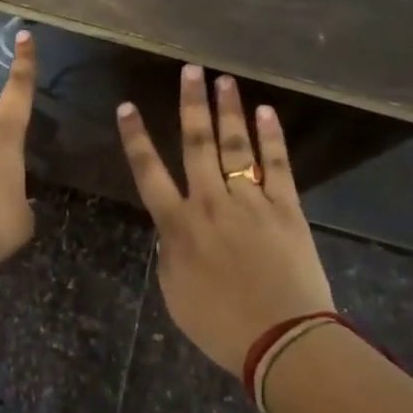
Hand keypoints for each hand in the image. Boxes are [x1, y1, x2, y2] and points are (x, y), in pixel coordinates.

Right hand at [117, 66, 333, 375]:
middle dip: (191, 104)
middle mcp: (210, 203)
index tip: (127, 107)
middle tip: (190, 69)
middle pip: (196, 144)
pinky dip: (271, 138)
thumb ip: (170, 251)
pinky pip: (277, 166)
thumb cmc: (221, 325)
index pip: (148, 172)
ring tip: (223, 78)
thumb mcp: (176, 293)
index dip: (135, 138)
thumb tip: (173, 227)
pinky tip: (266, 112)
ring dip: (228, 110)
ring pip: (235, 146)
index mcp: (178, 225)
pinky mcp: (286, 209)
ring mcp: (251, 202)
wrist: (283, 342)